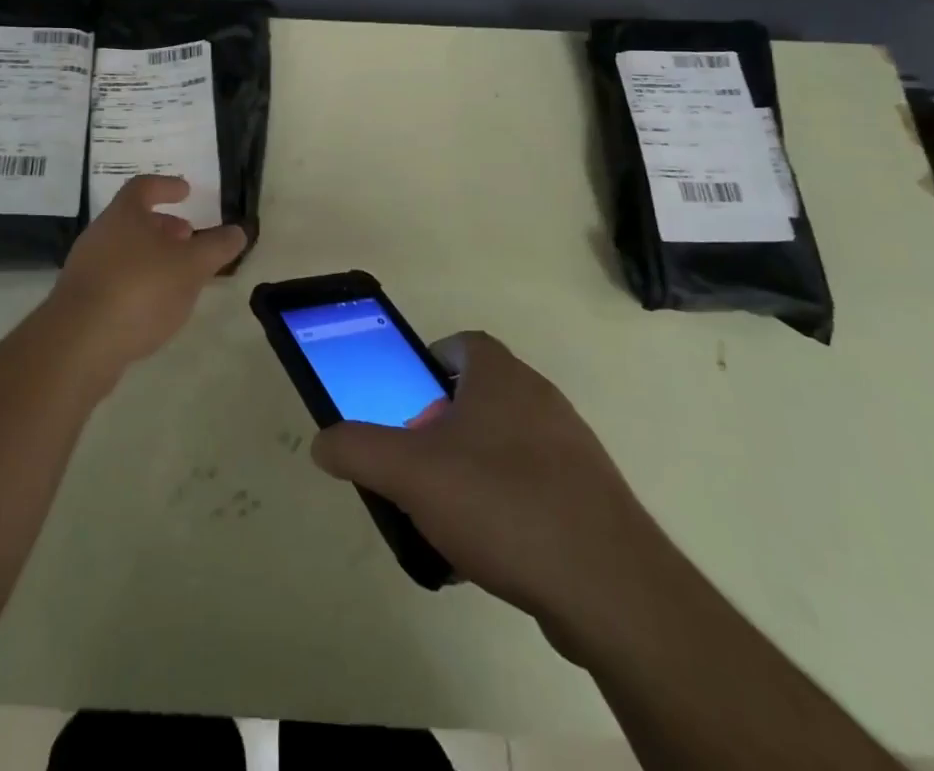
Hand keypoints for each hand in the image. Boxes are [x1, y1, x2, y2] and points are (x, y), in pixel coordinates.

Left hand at [48, 176, 247, 375]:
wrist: (79, 344)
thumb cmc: (139, 289)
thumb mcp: (191, 266)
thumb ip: (217, 247)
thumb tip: (238, 231)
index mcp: (124, 215)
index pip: (144, 187)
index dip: (167, 186)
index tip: (186, 191)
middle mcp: (100, 234)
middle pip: (133, 220)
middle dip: (163, 226)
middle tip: (188, 236)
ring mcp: (86, 269)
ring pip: (124, 251)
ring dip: (152, 256)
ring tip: (178, 275)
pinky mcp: (81, 302)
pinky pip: (115, 281)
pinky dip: (138, 283)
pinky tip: (154, 307)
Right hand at [311, 331, 678, 660]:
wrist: (611, 589)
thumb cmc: (502, 503)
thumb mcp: (409, 472)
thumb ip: (357, 449)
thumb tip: (323, 442)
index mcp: (501, 376)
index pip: (462, 344)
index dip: (428, 366)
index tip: (407, 404)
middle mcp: (541, 399)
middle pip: (479, 397)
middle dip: (443, 426)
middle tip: (418, 465)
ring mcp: (573, 449)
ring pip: (506, 445)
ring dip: (473, 470)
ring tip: (447, 517)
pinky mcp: (592, 499)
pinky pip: (534, 488)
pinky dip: (507, 508)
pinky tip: (490, 553)